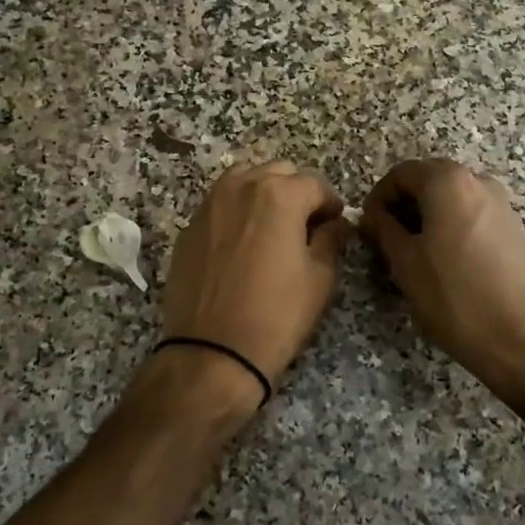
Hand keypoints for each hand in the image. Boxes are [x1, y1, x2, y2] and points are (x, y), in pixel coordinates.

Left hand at [162, 162, 349, 391]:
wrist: (213, 351)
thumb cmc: (276, 314)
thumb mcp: (320, 277)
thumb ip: (330, 239)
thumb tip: (333, 224)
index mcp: (279, 195)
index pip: (315, 185)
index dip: (331, 204)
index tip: (336, 224)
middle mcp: (241, 187)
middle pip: (278, 172)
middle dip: (296, 192)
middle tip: (306, 224)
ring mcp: (209, 204)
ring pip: (244, 180)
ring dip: (263, 193)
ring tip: (272, 226)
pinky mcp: (189, 227)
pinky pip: (220, 203)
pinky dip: (236, 210)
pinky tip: (242, 242)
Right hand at [361, 159, 524, 397]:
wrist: (519, 337)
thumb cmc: (454, 296)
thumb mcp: (405, 263)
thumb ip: (384, 230)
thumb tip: (372, 216)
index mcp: (448, 181)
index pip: (401, 173)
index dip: (378, 197)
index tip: (368, 227)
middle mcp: (478, 181)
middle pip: (429, 180)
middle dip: (403, 204)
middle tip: (386, 239)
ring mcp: (501, 203)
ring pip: (452, 198)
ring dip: (427, 216)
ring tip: (413, 253)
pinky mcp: (513, 228)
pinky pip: (472, 214)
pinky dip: (451, 226)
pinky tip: (444, 261)